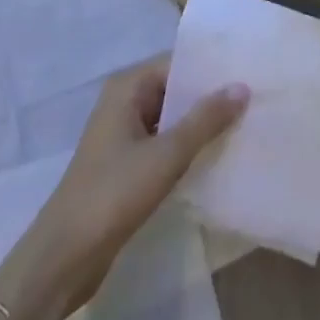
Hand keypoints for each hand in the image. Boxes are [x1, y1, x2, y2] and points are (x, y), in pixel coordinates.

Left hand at [0, 61, 246, 319]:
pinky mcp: (126, 165)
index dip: (210, 68)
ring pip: (170, 119)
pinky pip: (164, 144)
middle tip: (255, 100)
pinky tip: (217, 158)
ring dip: (200, 125)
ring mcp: (123, 134)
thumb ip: (204, 120)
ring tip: (245, 126)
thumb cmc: (114, 194)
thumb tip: (242, 86)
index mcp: (127, 87)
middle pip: (174, 89)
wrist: (65, 256)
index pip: (176, 63)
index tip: (249, 72)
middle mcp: (124, 102)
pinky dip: (187, 148)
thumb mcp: (165, 155)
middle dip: (209, 97)